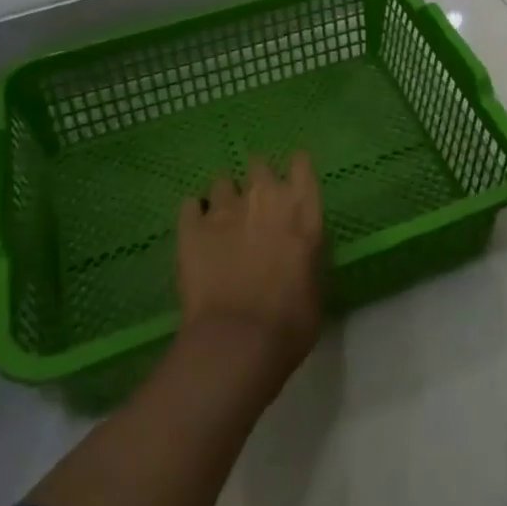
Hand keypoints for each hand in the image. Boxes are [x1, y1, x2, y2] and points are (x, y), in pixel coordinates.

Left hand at [176, 155, 325, 384]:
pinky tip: (196, 231)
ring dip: (225, 198)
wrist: (237, 341)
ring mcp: (224, 208)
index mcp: (301, 208)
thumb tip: (298, 251)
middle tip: (256, 206)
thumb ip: (306, 254)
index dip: (295, 171)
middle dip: (257, 180)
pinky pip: (190, 205)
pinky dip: (195, 215)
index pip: (301, 164)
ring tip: (223, 222)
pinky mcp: (191, 226)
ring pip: (222, 182)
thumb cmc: (290, 321)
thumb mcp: (315, 284)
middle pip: (258, 165)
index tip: (293, 183)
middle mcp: (264, 196)